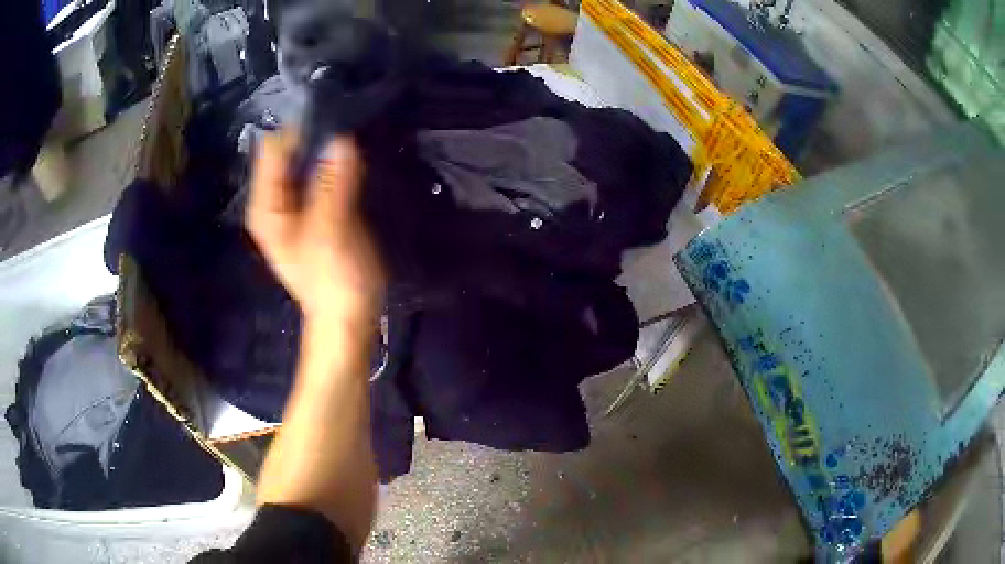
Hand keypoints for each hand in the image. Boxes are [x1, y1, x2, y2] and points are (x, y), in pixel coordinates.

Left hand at [246, 133, 383, 328]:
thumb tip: (341, 138)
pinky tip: (357, 162)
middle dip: (317, 139)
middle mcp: (276, 200)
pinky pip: (323, 175)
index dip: (300, 131)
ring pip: (309, 162)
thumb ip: (333, 183)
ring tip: (357, 143)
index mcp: (267, 206)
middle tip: (351, 129)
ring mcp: (296, 205)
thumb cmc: (333, 280)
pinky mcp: (318, 210)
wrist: (348, 318)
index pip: (273, 149)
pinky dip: (338, 166)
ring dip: (330, 151)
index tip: (335, 122)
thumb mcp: (331, 230)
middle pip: (290, 153)